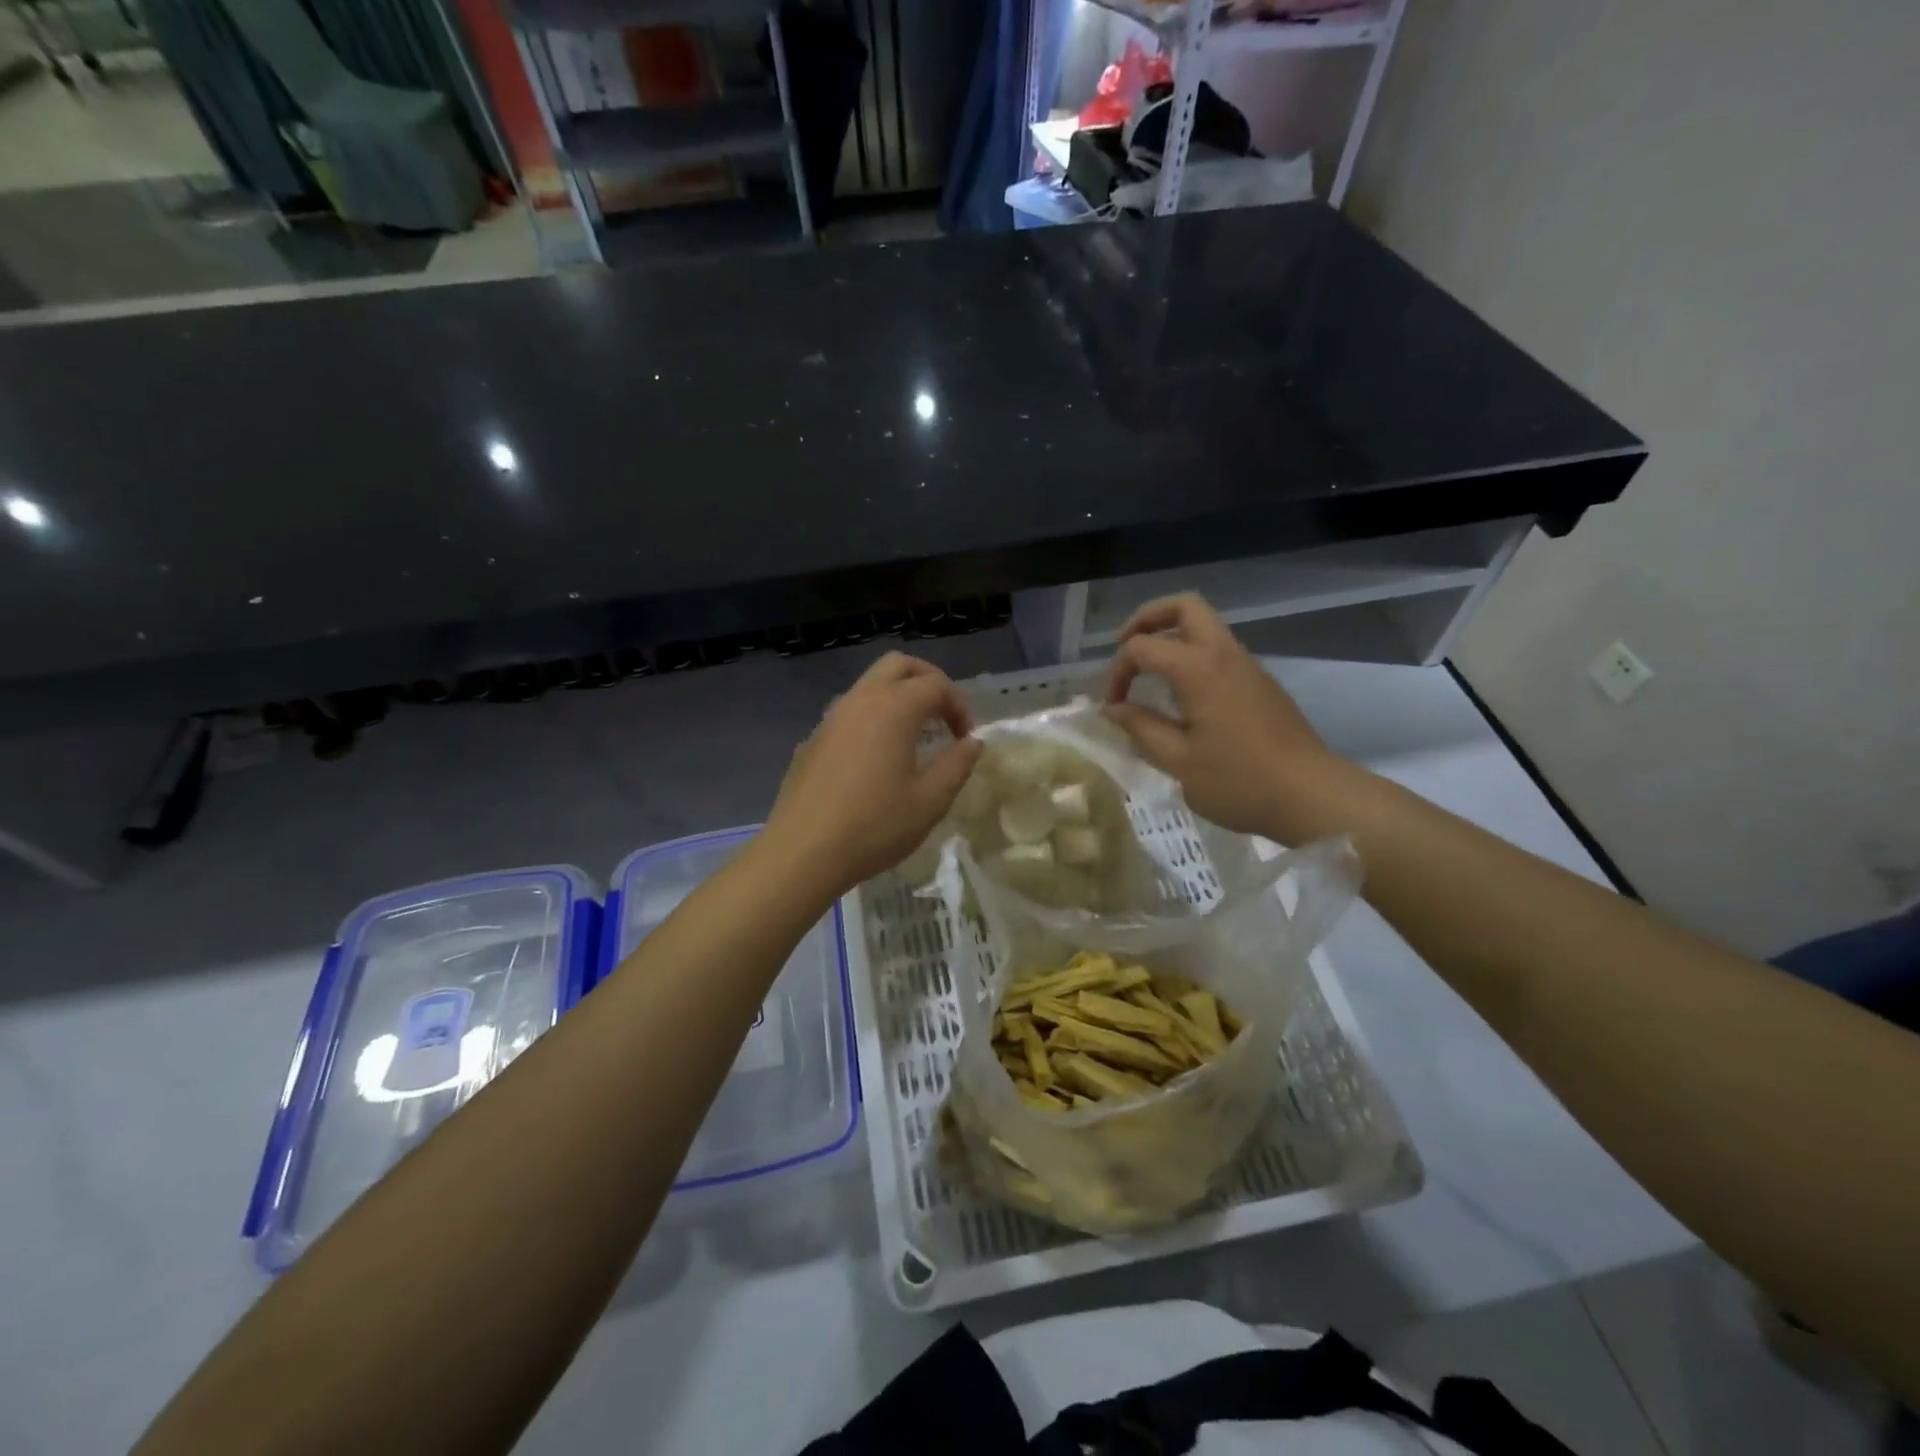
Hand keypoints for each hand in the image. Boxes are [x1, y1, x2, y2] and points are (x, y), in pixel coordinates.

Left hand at [763, 652, 982, 896]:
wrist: (802, 852)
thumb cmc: (874, 826)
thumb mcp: (930, 801)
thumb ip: (957, 764)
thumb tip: (972, 742)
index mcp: (893, 708)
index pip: (936, 685)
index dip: (960, 707)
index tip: (967, 740)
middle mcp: (860, 700)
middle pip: (898, 665)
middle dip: (928, 681)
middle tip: (944, 716)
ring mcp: (831, 718)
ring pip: (870, 685)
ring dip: (898, 697)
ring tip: (914, 737)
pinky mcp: (813, 740)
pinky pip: (850, 712)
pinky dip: (873, 718)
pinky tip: (877, 760)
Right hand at [1102, 594, 1348, 836]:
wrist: (1311, 796)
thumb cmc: (1238, 781)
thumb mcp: (1178, 761)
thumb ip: (1141, 728)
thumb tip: (1114, 708)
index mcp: (1199, 669)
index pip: (1142, 647)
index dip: (1117, 672)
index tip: (1112, 707)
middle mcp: (1224, 654)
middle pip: (1184, 606)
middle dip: (1147, 619)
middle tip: (1126, 649)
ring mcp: (1248, 666)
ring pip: (1205, 626)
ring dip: (1171, 637)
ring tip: (1149, 674)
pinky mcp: (1261, 683)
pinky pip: (1220, 651)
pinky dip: (1192, 657)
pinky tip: (1182, 697)